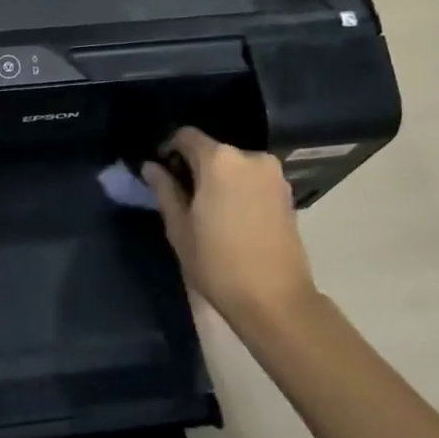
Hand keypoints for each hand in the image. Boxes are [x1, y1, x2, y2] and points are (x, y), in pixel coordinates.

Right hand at [143, 128, 316, 325]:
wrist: (276, 301)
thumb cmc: (218, 264)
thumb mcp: (179, 228)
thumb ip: (164, 190)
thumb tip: (151, 167)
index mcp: (219, 160)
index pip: (186, 136)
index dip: (169, 149)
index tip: (161, 171)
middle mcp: (250, 157)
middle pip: (213, 150)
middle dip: (195, 166)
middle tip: (182, 195)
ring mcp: (273, 175)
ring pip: (234, 165)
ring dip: (218, 178)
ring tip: (208, 209)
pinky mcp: (287, 193)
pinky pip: (253, 179)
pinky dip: (238, 188)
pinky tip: (231, 216)